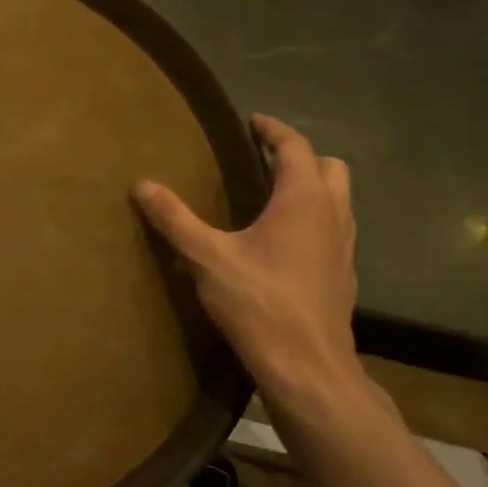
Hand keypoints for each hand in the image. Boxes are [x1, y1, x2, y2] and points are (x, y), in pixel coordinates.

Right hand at [134, 115, 359, 399]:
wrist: (307, 365)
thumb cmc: (258, 302)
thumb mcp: (207, 258)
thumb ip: (175, 219)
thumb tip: (143, 185)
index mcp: (303, 200)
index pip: (295, 147)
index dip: (273, 130)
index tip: (253, 121)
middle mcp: (332, 214)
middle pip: (329, 167)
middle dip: (299, 157)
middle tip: (264, 160)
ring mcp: (344, 246)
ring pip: (338, 199)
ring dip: (312, 187)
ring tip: (273, 197)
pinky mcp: (344, 275)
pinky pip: (335, 229)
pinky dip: (315, 219)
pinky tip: (285, 244)